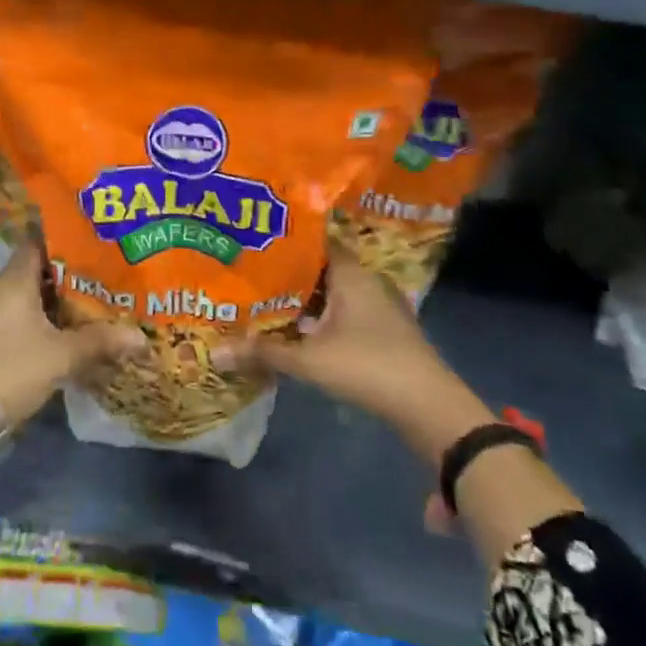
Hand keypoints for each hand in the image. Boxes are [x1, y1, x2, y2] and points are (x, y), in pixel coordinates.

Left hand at [0, 242, 146, 431]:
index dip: (65, 241)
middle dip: (71, 274)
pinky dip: (48, 320)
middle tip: (106, 274)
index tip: (94, 243)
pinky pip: (26, 318)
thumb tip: (142, 338)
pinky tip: (73, 332)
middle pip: (39, 271)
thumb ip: (100, 342)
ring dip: (60, 300)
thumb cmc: (13, 369)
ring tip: (97, 301)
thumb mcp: (62, 355)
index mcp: (14, 281)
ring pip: (33, 297)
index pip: (38, 244)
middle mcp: (1, 291)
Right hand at [214, 250, 493, 463]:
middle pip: (319, 267)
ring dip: (302, 297)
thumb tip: (216, 353)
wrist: (429, 408)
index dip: (284, 238)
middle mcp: (365, 281)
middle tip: (247, 269)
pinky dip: (318, 315)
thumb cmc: (368, 367)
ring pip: (331, 291)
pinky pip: (341, 311)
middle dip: (286, 270)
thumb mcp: (310, 360)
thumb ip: (264, 352)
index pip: (314, 240)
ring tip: (261, 296)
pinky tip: (292, 326)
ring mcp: (377, 306)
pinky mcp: (381, 330)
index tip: (253, 238)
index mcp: (351, 273)